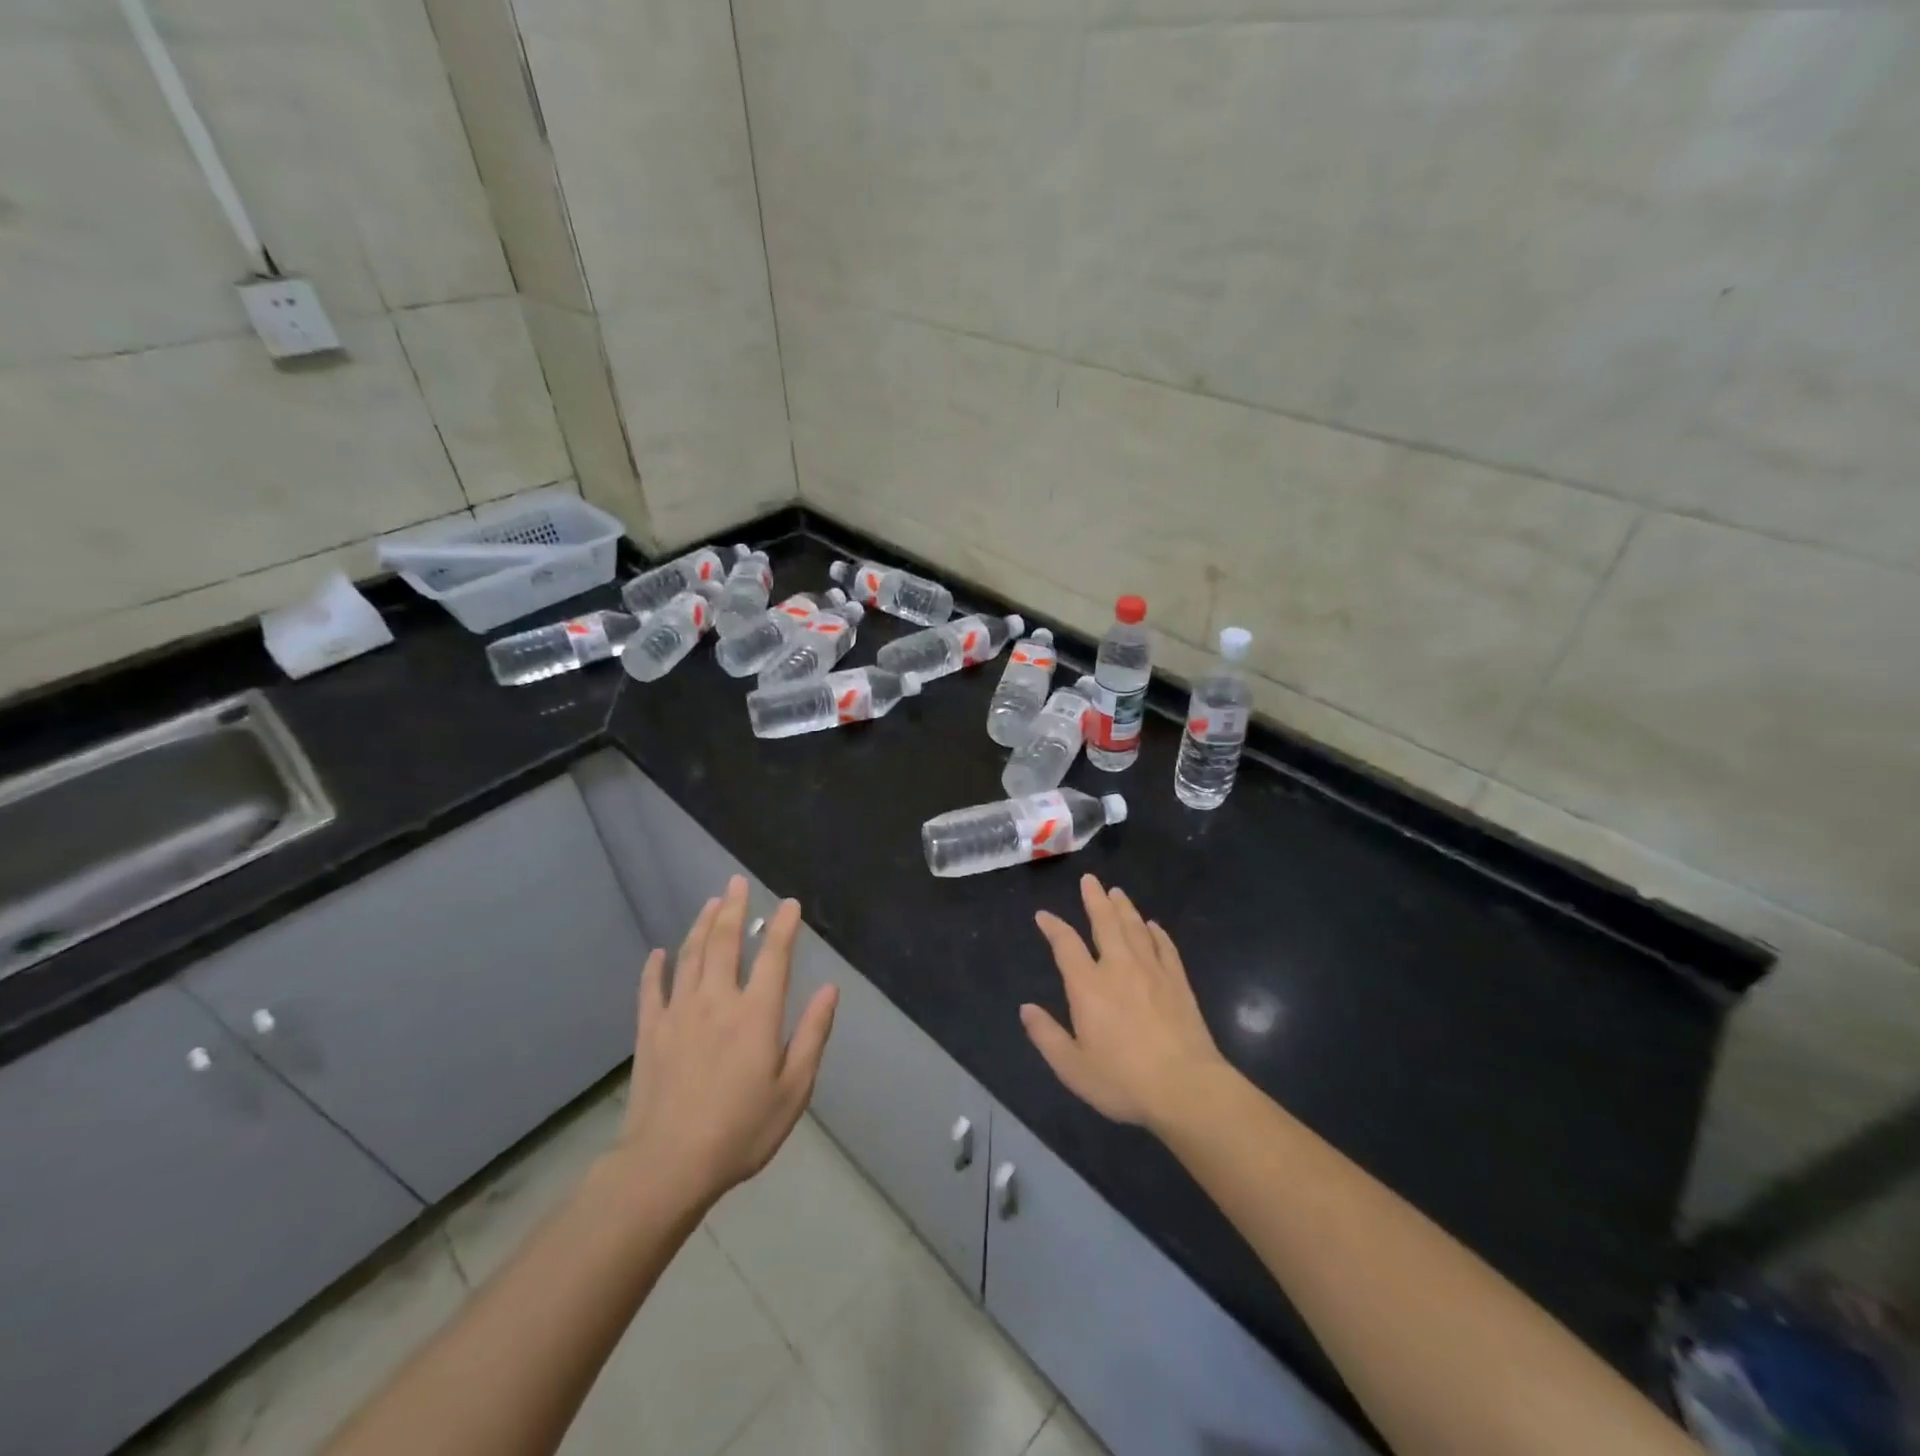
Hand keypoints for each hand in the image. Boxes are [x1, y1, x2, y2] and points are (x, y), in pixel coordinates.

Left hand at [614, 877, 837, 1208]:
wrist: (667, 1165)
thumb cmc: (740, 1131)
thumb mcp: (793, 1089)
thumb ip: (812, 1034)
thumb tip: (830, 988)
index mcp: (756, 1014)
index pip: (774, 957)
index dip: (783, 927)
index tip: (789, 904)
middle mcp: (717, 1001)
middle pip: (726, 943)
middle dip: (734, 909)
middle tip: (737, 883)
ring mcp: (679, 1013)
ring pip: (690, 956)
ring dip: (702, 926)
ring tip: (711, 903)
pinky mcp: (650, 1032)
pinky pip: (651, 989)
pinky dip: (655, 968)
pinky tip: (658, 953)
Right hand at [1023, 875, 1228, 1131]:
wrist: (1186, 1087)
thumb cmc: (1123, 1080)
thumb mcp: (1073, 1067)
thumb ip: (1047, 1036)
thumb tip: (1026, 1009)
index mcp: (1088, 986)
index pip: (1066, 945)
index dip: (1053, 927)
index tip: (1044, 915)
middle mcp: (1119, 968)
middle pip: (1105, 923)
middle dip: (1094, 900)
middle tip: (1090, 880)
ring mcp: (1152, 971)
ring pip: (1135, 928)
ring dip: (1124, 908)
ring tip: (1116, 892)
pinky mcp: (1178, 982)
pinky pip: (1165, 947)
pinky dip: (1156, 933)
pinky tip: (1153, 926)